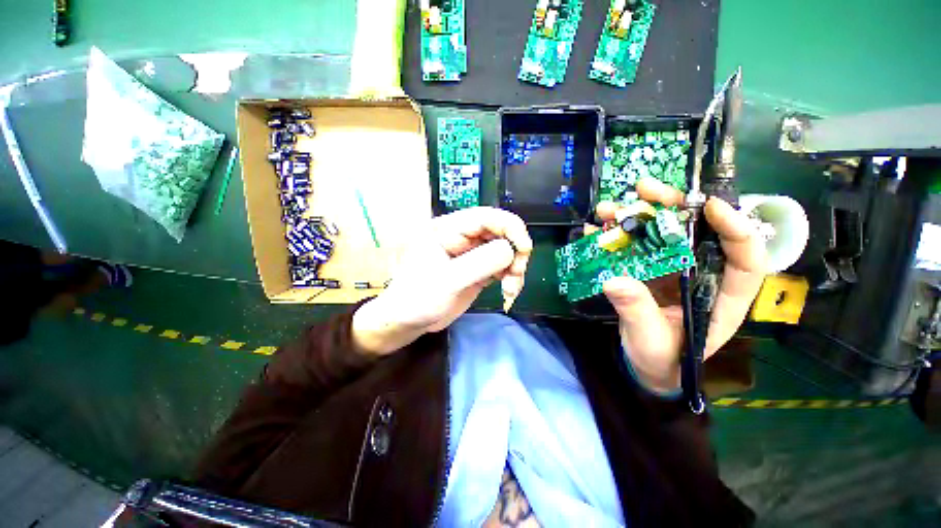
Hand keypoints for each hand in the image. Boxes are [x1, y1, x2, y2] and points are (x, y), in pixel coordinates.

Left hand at [353, 207, 531, 355]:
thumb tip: (511, 250)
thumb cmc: (418, 298)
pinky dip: (511, 277)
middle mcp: (463, 237)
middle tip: (517, 275)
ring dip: (515, 268)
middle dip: (515, 252)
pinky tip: (508, 292)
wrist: (409, 321)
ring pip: (505, 250)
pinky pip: (503, 266)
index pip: (486, 217)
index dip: (510, 227)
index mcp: (449, 229)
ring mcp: (472, 254)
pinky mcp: (479, 269)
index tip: (524, 249)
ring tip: (511, 290)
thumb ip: (479, 263)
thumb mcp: (447, 281)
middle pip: (501, 232)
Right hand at [595, 178, 766, 393]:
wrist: (645, 362)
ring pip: (660, 232)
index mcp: (720, 296)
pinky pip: (634, 246)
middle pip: (696, 232)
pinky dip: (615, 234)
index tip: (710, 205)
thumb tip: (615, 280)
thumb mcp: (651, 339)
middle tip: (644, 189)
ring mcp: (670, 269)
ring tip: (607, 209)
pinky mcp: (646, 269)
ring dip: (634, 215)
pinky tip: (595, 227)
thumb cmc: (661, 357)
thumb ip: (637, 311)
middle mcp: (699, 274)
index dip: (736, 229)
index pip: (745, 259)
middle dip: (673, 206)